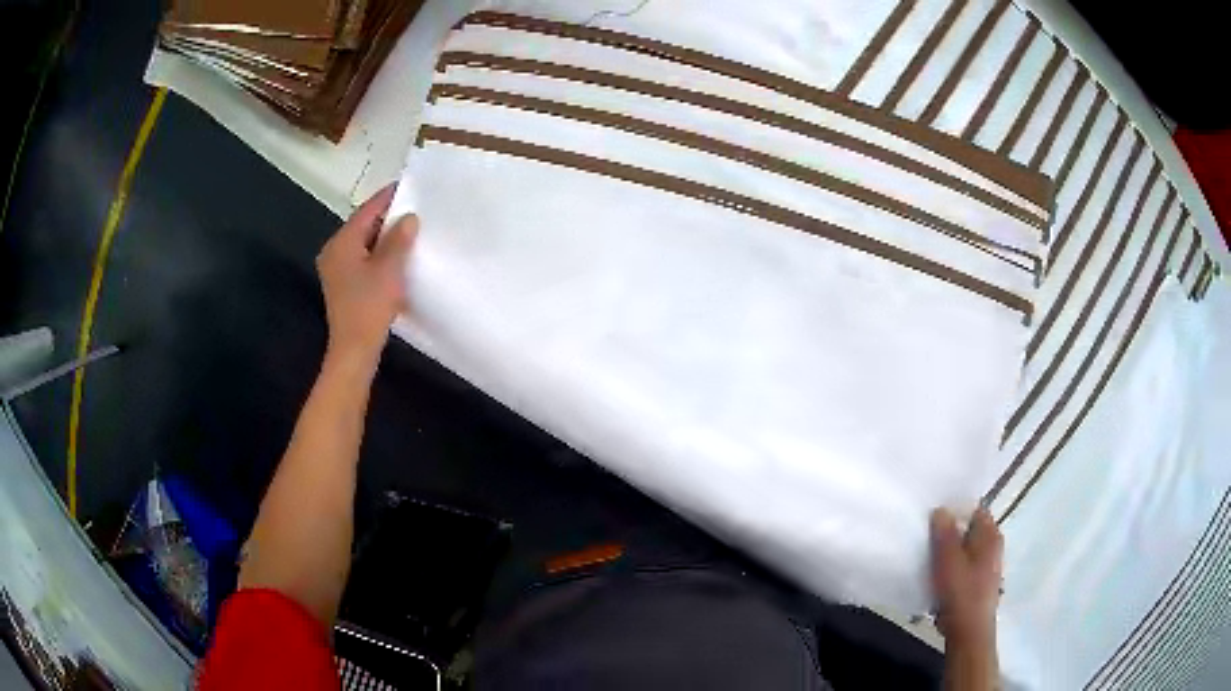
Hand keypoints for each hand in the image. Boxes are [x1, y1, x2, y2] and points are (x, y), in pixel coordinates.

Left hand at [316, 185, 417, 368]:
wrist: (354, 349)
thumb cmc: (369, 306)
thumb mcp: (389, 268)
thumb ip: (399, 239)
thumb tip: (409, 218)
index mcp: (342, 243)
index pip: (367, 211)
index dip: (387, 197)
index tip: (408, 184)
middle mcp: (334, 251)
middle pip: (363, 225)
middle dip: (387, 216)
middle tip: (414, 206)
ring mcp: (336, 269)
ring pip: (363, 243)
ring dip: (384, 236)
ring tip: (410, 229)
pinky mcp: (343, 285)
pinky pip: (362, 258)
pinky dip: (379, 253)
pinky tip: (396, 255)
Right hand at [930, 507, 1002, 646]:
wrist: (968, 631)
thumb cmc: (961, 592)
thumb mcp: (948, 559)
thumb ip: (944, 533)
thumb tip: (941, 509)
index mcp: (991, 535)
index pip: (975, 509)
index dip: (955, 509)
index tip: (933, 516)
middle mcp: (993, 546)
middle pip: (969, 530)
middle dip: (949, 532)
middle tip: (927, 537)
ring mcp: (987, 566)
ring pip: (965, 550)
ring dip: (948, 552)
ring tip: (929, 559)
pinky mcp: (979, 583)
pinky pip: (963, 566)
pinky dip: (951, 568)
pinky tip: (937, 579)